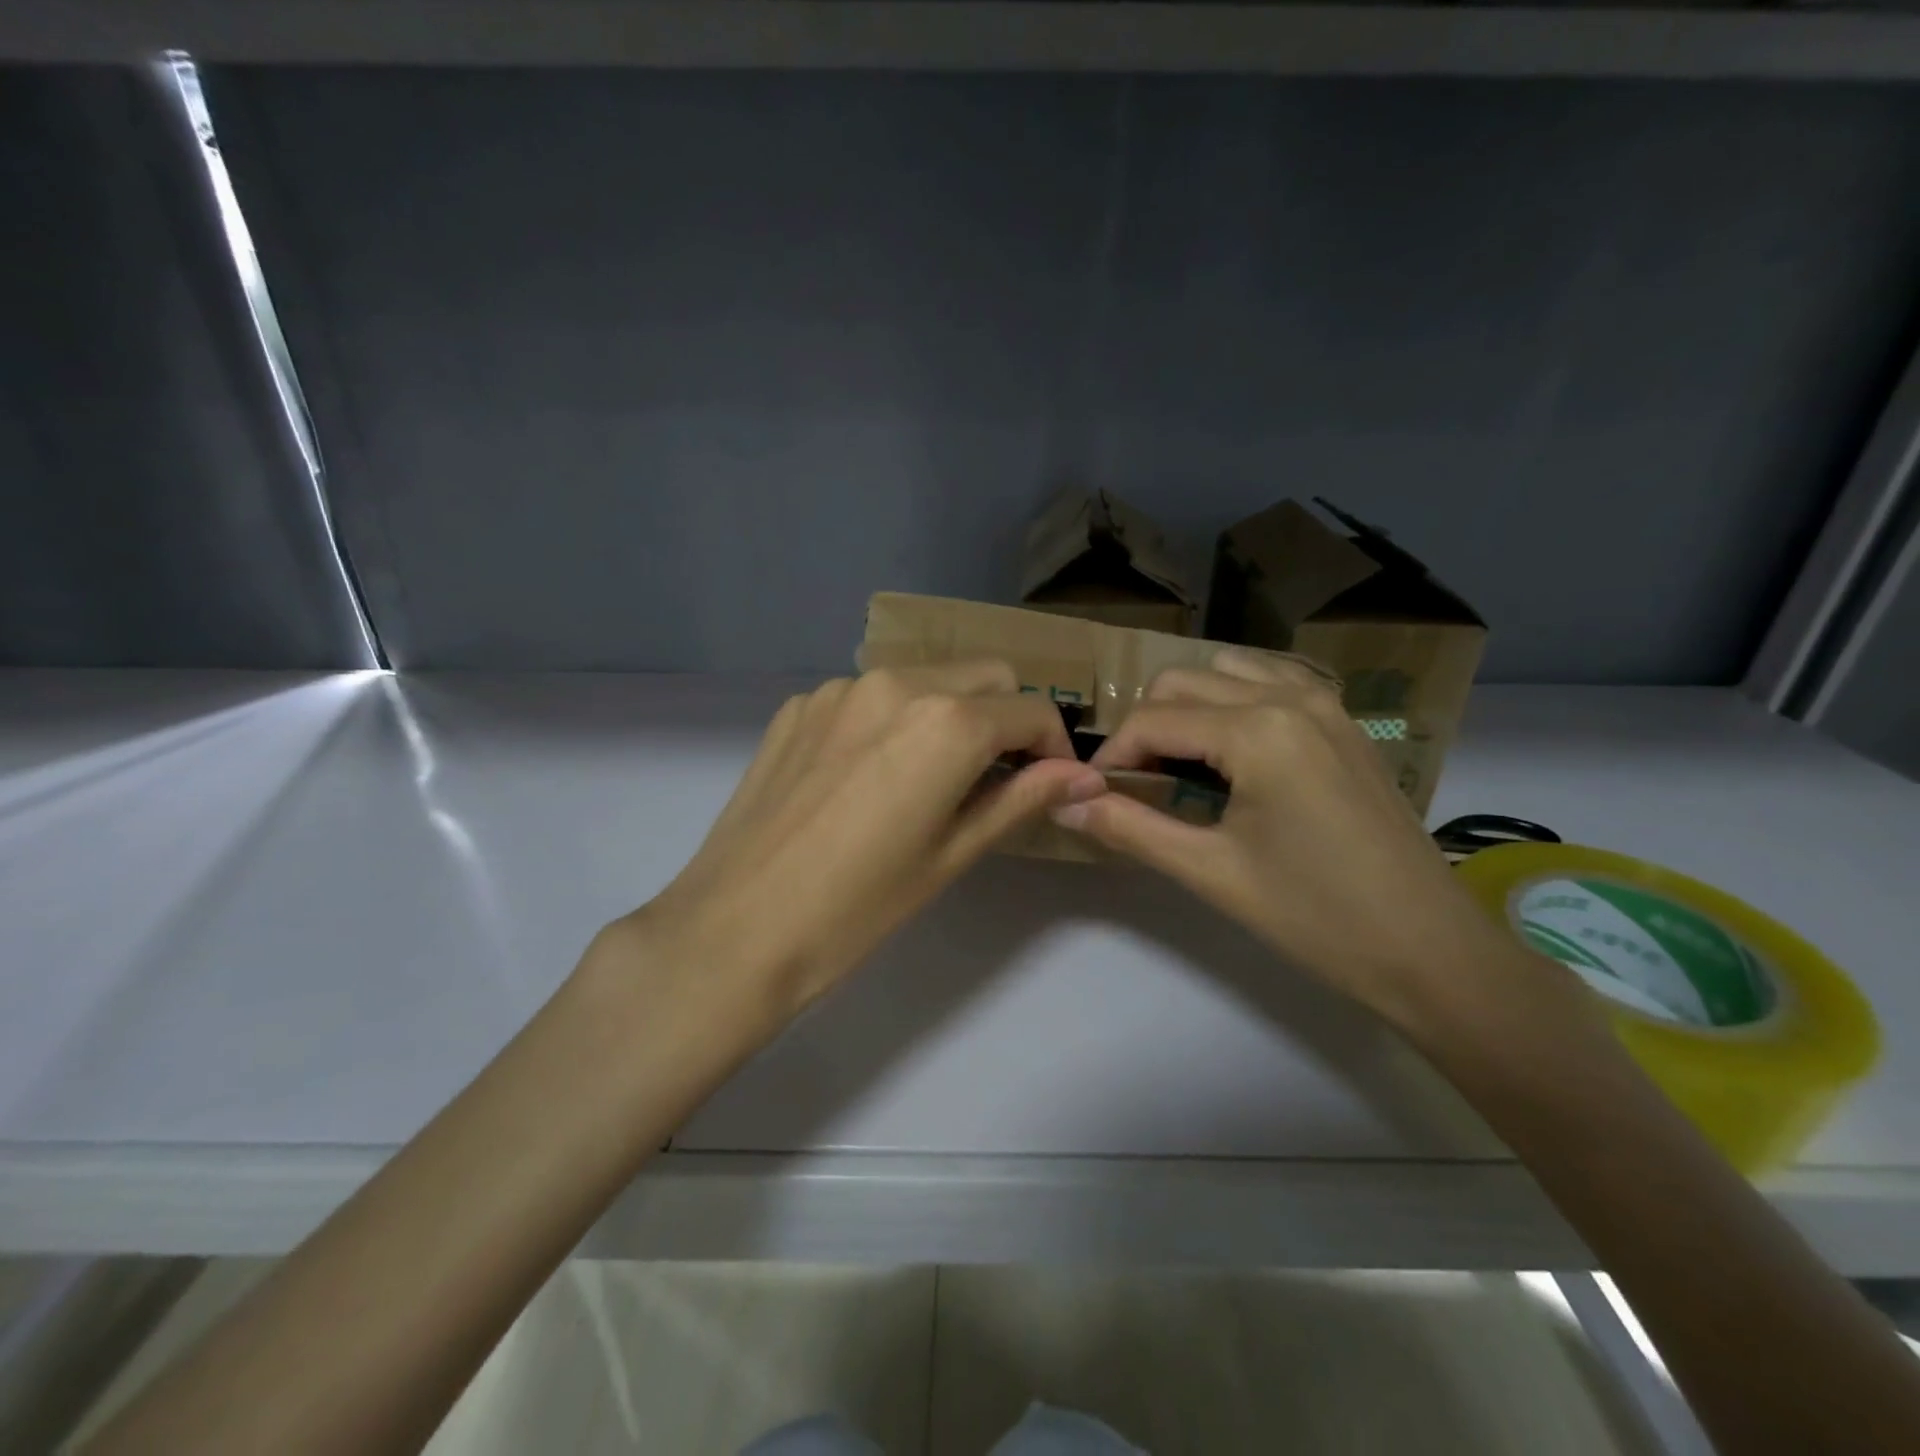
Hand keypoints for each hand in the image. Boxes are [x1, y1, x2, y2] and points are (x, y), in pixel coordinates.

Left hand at [616, 661, 1106, 1023]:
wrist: (735, 928)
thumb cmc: (858, 907)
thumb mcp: (953, 854)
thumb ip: (1022, 799)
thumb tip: (1085, 776)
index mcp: (946, 721)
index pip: (1031, 709)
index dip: (1054, 744)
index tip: (1052, 780)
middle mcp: (896, 683)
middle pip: (983, 675)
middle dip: (1007, 716)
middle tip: (998, 775)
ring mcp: (839, 688)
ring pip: (924, 677)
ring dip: (949, 712)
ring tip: (931, 777)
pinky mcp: (798, 705)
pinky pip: (868, 695)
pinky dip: (892, 719)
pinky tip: (868, 776)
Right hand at [1052, 648, 1542, 1029]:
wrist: (1430, 950)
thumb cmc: (1315, 915)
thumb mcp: (1210, 872)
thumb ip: (1129, 827)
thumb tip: (1062, 803)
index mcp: (1256, 730)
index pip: (1152, 720)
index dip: (1112, 755)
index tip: (1094, 795)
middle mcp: (1288, 696)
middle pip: (1181, 683)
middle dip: (1144, 728)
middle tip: (1134, 784)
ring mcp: (1324, 702)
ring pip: (1224, 672)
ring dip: (1187, 707)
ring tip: (1179, 764)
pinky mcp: (1343, 720)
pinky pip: (1270, 681)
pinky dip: (1233, 699)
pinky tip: (1232, 750)